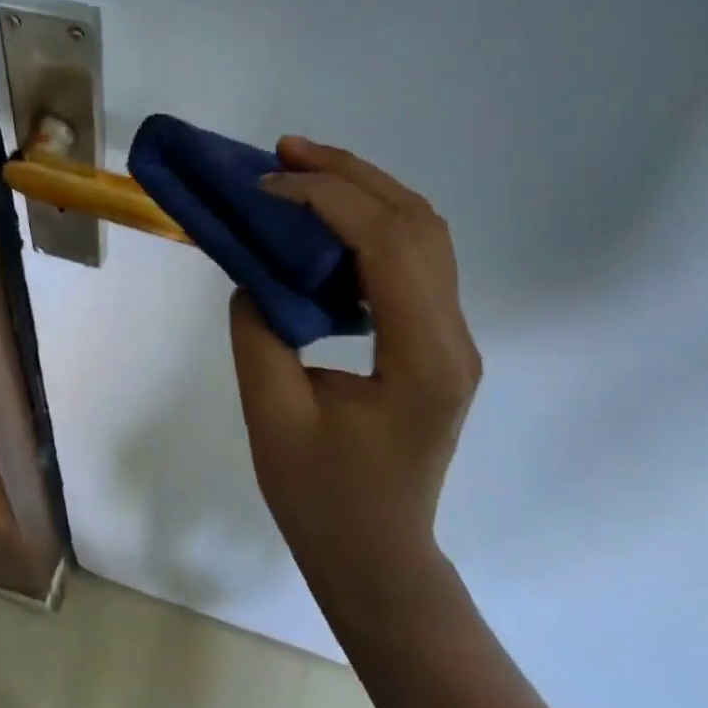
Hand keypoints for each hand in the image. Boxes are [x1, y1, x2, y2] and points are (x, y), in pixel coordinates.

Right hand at [229, 137, 480, 610]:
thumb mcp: (273, 416)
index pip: (385, 243)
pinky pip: (412, 259)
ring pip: (422, 233)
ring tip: (302, 168)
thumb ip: (259, 332)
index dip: (324, 198)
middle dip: (349, 173)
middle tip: (285, 150)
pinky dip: (369, 222)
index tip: (264, 188)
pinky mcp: (435, 341)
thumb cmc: (323, 501)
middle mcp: (452, 335)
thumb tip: (255, 274)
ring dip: (363, 189)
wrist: (378, 558)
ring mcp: (451, 336)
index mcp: (422, 356)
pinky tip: (325, 220)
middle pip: (417, 222)